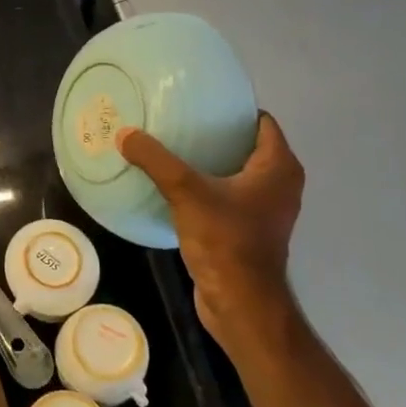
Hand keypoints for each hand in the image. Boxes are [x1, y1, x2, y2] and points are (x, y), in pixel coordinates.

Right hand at [117, 114, 303, 348]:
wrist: (240, 303)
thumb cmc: (225, 240)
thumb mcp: (186, 192)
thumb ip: (155, 160)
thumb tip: (124, 134)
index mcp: (278, 167)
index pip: (262, 121)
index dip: (233, 110)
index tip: (199, 103)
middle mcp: (281, 184)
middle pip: (247, 145)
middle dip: (216, 134)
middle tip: (178, 122)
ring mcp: (267, 210)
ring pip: (238, 172)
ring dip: (211, 162)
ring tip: (172, 150)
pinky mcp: (251, 230)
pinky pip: (230, 196)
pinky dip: (209, 187)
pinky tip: (177, 186)